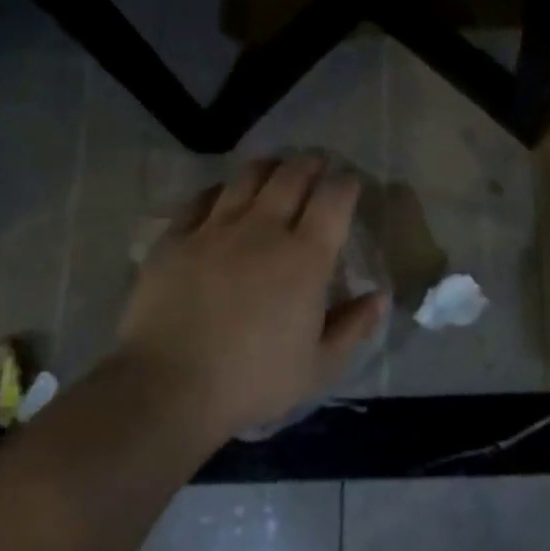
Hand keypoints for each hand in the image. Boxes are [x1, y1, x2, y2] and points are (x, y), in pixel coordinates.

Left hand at [113, 156, 386, 441]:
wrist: (168, 387)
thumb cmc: (253, 381)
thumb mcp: (319, 366)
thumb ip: (354, 326)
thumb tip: (381, 296)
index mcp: (305, 257)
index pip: (334, 199)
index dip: (346, 184)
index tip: (350, 183)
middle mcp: (263, 230)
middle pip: (292, 175)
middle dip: (310, 163)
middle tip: (317, 163)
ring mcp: (215, 229)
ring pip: (247, 177)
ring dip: (269, 167)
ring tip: (275, 169)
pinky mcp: (175, 238)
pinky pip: (202, 199)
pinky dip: (221, 190)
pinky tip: (224, 196)